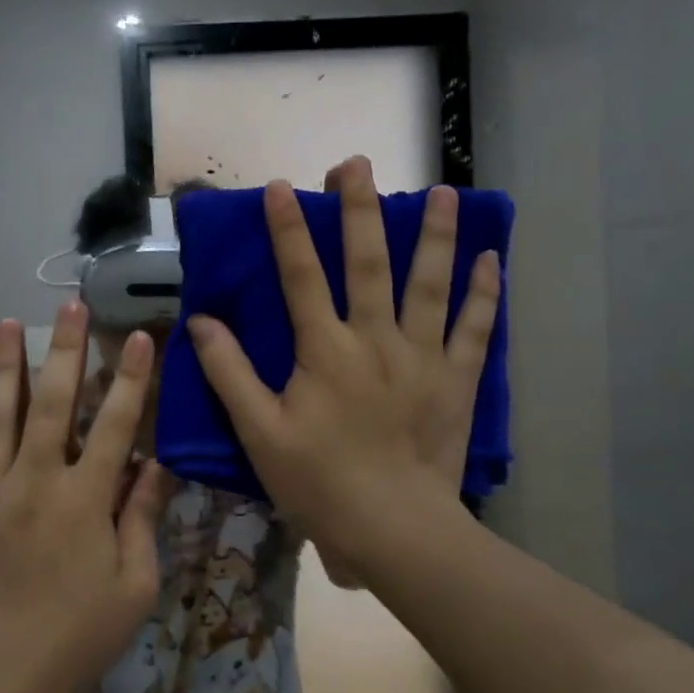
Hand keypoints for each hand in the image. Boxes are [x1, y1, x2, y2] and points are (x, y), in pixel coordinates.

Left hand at [0, 302, 172, 692]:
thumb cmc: (74, 636)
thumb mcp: (133, 587)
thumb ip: (143, 519)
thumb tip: (158, 464)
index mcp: (84, 500)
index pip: (115, 425)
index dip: (131, 379)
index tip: (139, 338)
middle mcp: (33, 480)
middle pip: (53, 402)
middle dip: (67, 349)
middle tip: (72, 304)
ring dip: (2, 364)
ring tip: (7, 321)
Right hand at [188, 156, 500, 575]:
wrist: (393, 528)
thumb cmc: (319, 482)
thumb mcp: (259, 432)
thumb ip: (229, 373)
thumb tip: (201, 321)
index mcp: (325, 351)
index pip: (301, 276)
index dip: (288, 229)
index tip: (280, 187)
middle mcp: (376, 340)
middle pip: (369, 263)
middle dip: (360, 210)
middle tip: (357, 164)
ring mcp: (423, 357)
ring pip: (431, 284)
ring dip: (437, 235)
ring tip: (444, 192)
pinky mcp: (457, 380)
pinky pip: (475, 328)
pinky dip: (484, 293)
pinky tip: (492, 259)